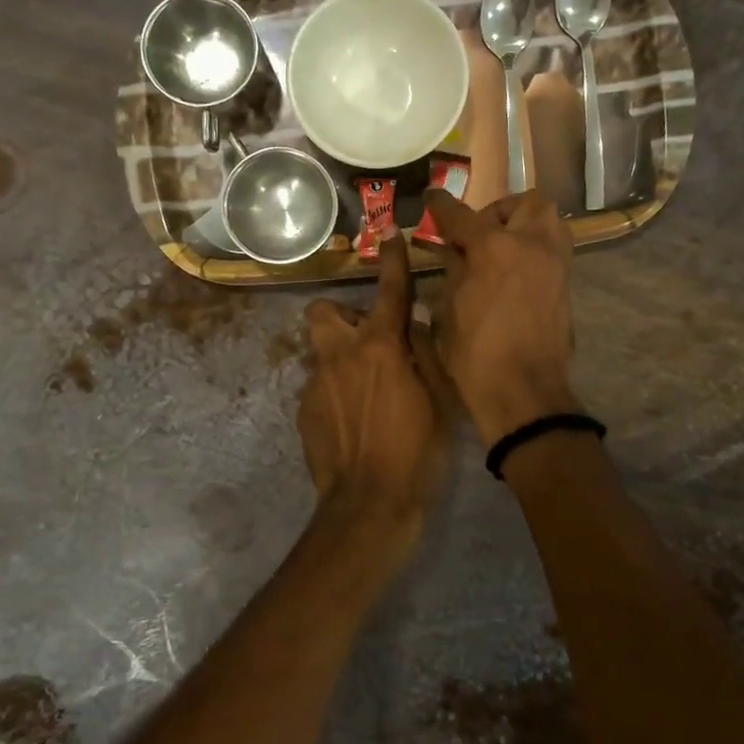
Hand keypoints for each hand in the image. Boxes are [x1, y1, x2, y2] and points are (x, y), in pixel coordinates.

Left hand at [297, 233, 452, 555]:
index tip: (389, 237)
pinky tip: (354, 422)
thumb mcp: (440, 399)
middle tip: (370, 341)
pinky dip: (337, 391)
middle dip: (344, 316)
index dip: (392, 261)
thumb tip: (412, 325)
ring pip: (322, 351)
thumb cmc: (418, 451)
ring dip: (343, 357)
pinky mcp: (304, 411)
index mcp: (381, 348)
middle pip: (323, 311)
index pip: (389, 292)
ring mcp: (316, 384)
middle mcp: (341, 356)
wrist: (369, 506)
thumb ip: (425, 353)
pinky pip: (321, 385)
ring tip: (366, 389)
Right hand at [422, 189, 582, 446]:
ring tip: (502, 247)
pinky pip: (554, 247)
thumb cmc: (474, 353)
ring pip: (548, 220)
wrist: (523, 392)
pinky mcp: (566, 284)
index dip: (442, 205)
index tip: (432, 198)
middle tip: (479, 232)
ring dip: (524, 223)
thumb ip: (454, 269)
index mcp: (494, 248)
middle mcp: (531, 244)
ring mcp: (555, 263)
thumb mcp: (448, 309)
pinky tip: (514, 271)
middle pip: (525, 202)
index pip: (462, 215)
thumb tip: (455, 249)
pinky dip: (535, 247)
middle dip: (499, 210)